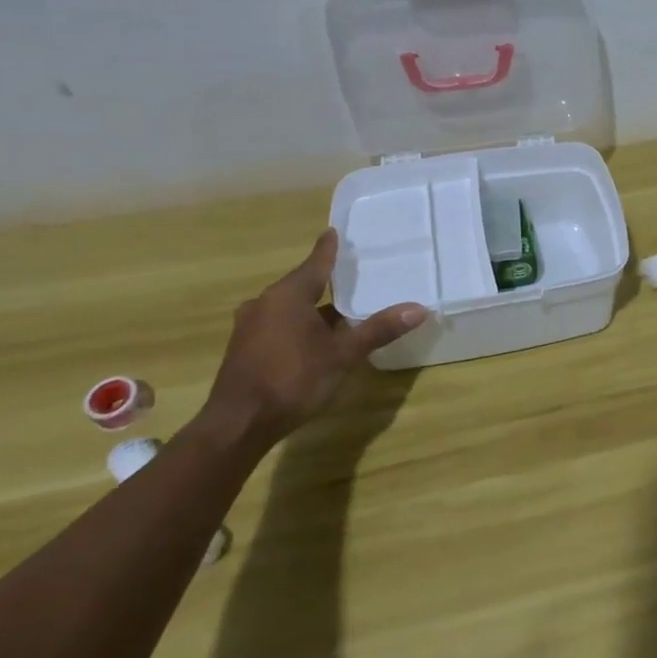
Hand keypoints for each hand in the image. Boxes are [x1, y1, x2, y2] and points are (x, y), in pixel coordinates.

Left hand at [204, 229, 427, 444]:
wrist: (238, 425)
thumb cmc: (293, 380)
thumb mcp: (343, 355)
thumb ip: (378, 329)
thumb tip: (419, 308)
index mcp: (288, 295)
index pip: (315, 263)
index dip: (328, 249)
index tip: (334, 232)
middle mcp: (265, 303)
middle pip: (300, 284)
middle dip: (324, 281)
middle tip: (350, 275)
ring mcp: (250, 326)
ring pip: (288, 307)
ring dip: (311, 307)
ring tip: (338, 309)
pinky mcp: (244, 348)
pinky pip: (277, 324)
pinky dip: (297, 324)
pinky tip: (313, 339)